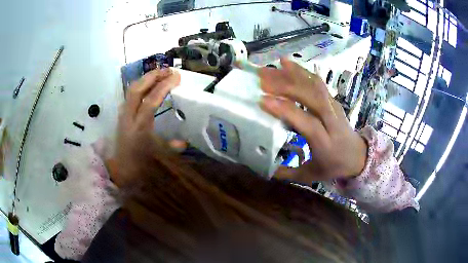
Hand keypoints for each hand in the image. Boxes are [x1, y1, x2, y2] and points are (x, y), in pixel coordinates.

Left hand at [108, 68, 183, 186]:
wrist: (121, 169)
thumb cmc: (139, 164)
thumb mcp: (158, 156)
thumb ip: (172, 147)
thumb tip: (184, 141)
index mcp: (140, 127)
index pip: (151, 100)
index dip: (164, 87)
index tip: (177, 77)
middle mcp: (129, 117)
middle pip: (137, 89)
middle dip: (153, 76)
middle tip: (168, 70)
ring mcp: (123, 114)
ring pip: (131, 89)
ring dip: (146, 78)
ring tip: (160, 74)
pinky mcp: (122, 114)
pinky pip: (130, 94)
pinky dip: (140, 85)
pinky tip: (148, 85)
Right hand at [258, 59, 367, 182]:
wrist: (358, 156)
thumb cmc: (334, 166)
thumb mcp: (311, 176)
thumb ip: (288, 173)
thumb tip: (264, 168)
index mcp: (325, 142)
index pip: (307, 122)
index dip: (286, 110)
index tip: (263, 101)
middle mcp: (331, 120)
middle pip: (312, 97)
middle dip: (286, 85)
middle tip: (262, 79)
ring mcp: (334, 107)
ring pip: (314, 85)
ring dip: (291, 74)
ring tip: (270, 68)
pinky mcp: (332, 99)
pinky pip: (317, 82)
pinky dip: (301, 71)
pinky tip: (287, 63)